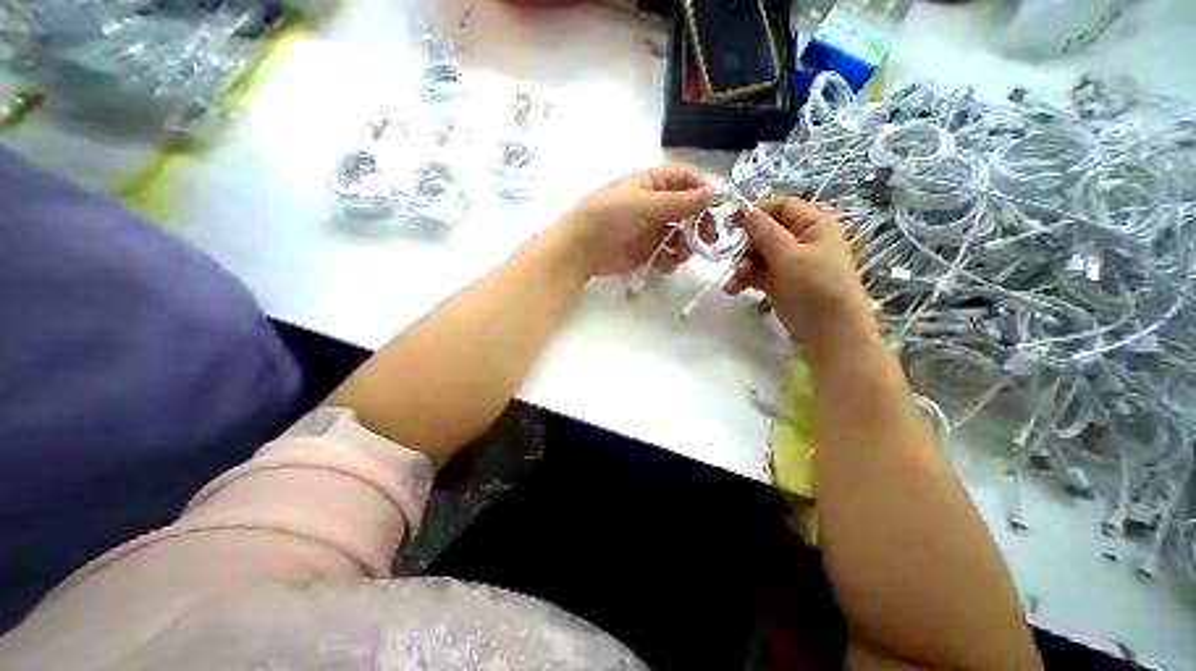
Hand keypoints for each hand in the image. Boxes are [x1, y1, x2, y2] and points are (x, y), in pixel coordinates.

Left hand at [559, 161, 713, 278]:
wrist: (580, 248)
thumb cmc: (610, 217)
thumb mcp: (646, 204)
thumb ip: (680, 201)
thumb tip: (712, 193)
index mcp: (650, 184)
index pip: (683, 178)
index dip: (700, 188)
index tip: (715, 205)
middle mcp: (652, 205)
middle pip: (686, 208)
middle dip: (698, 222)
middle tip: (708, 237)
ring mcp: (649, 229)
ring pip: (679, 233)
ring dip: (686, 243)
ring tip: (682, 254)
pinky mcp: (644, 251)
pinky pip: (666, 253)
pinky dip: (671, 259)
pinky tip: (669, 264)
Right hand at [725, 196, 874, 349]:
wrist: (829, 333)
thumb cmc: (815, 288)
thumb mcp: (789, 257)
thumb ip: (766, 233)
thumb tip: (746, 212)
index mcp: (812, 224)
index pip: (781, 206)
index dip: (757, 212)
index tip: (732, 224)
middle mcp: (800, 239)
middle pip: (764, 232)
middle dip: (745, 246)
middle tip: (731, 259)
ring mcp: (789, 262)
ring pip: (757, 255)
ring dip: (742, 266)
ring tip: (734, 282)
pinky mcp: (779, 281)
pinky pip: (757, 273)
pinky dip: (744, 279)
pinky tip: (733, 289)